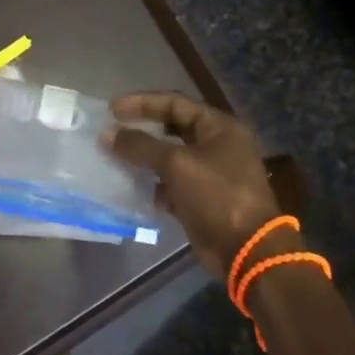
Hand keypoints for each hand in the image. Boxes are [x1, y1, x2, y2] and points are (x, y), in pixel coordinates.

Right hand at [109, 92, 285, 277]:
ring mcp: (211, 173)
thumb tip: (107, 134)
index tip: (112, 109)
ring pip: (170, 158)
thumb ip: (141, 146)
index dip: (142, 102)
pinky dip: (154, 185)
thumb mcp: (177, 164)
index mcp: (219, 127)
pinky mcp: (202, 199)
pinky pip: (172, 184)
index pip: (175, 103)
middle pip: (172, 128)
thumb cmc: (217, 196)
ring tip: (116, 159)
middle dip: (142, 130)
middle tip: (112, 132)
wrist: (247, 251)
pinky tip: (134, 188)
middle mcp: (217, 145)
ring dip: (145, 159)